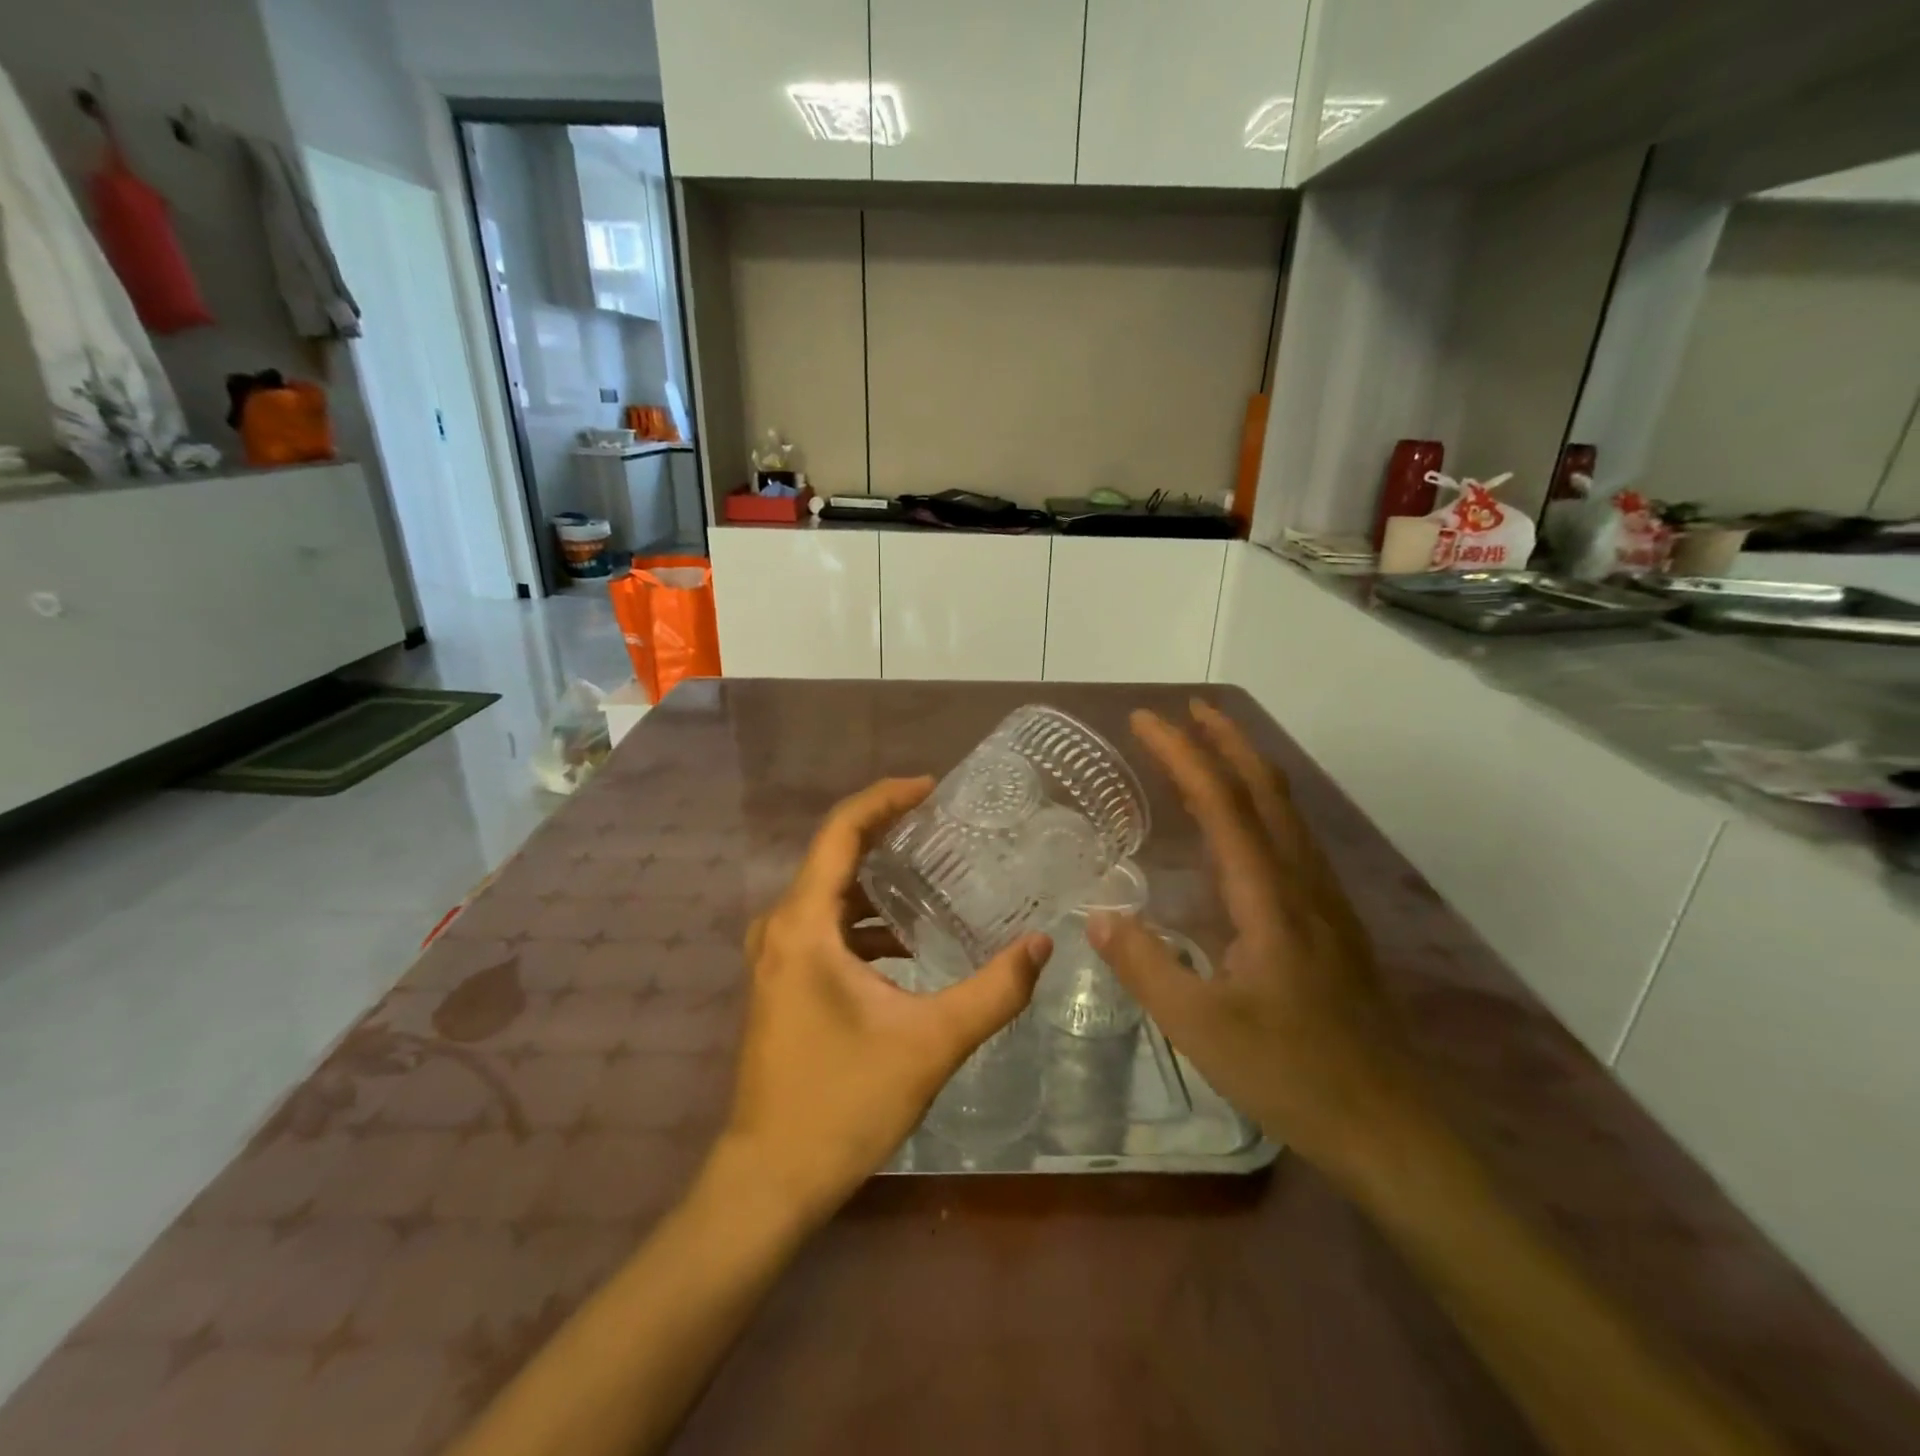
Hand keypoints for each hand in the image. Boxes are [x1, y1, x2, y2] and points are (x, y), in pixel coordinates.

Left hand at [719, 777, 1051, 1225]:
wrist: (769, 1179)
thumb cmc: (843, 1104)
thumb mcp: (930, 1044)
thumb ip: (993, 992)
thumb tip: (1042, 945)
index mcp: (803, 925)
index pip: (841, 831)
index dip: (885, 799)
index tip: (931, 786)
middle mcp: (780, 928)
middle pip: (836, 855)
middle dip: (889, 833)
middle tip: (946, 825)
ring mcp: (776, 956)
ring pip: (831, 893)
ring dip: (880, 880)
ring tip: (937, 873)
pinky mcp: (783, 981)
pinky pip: (826, 926)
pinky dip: (867, 920)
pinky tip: (910, 941)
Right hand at [1089, 702, 1422, 1180]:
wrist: (1392, 1128)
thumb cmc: (1292, 1076)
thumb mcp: (1200, 1027)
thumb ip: (1146, 966)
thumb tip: (1099, 915)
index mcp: (1269, 898)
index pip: (1221, 802)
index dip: (1182, 754)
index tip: (1145, 720)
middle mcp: (1302, 883)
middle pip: (1265, 788)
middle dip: (1225, 740)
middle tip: (1184, 710)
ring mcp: (1324, 900)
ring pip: (1284, 810)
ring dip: (1246, 767)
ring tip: (1207, 749)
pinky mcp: (1331, 921)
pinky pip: (1290, 839)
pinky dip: (1259, 806)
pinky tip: (1241, 826)